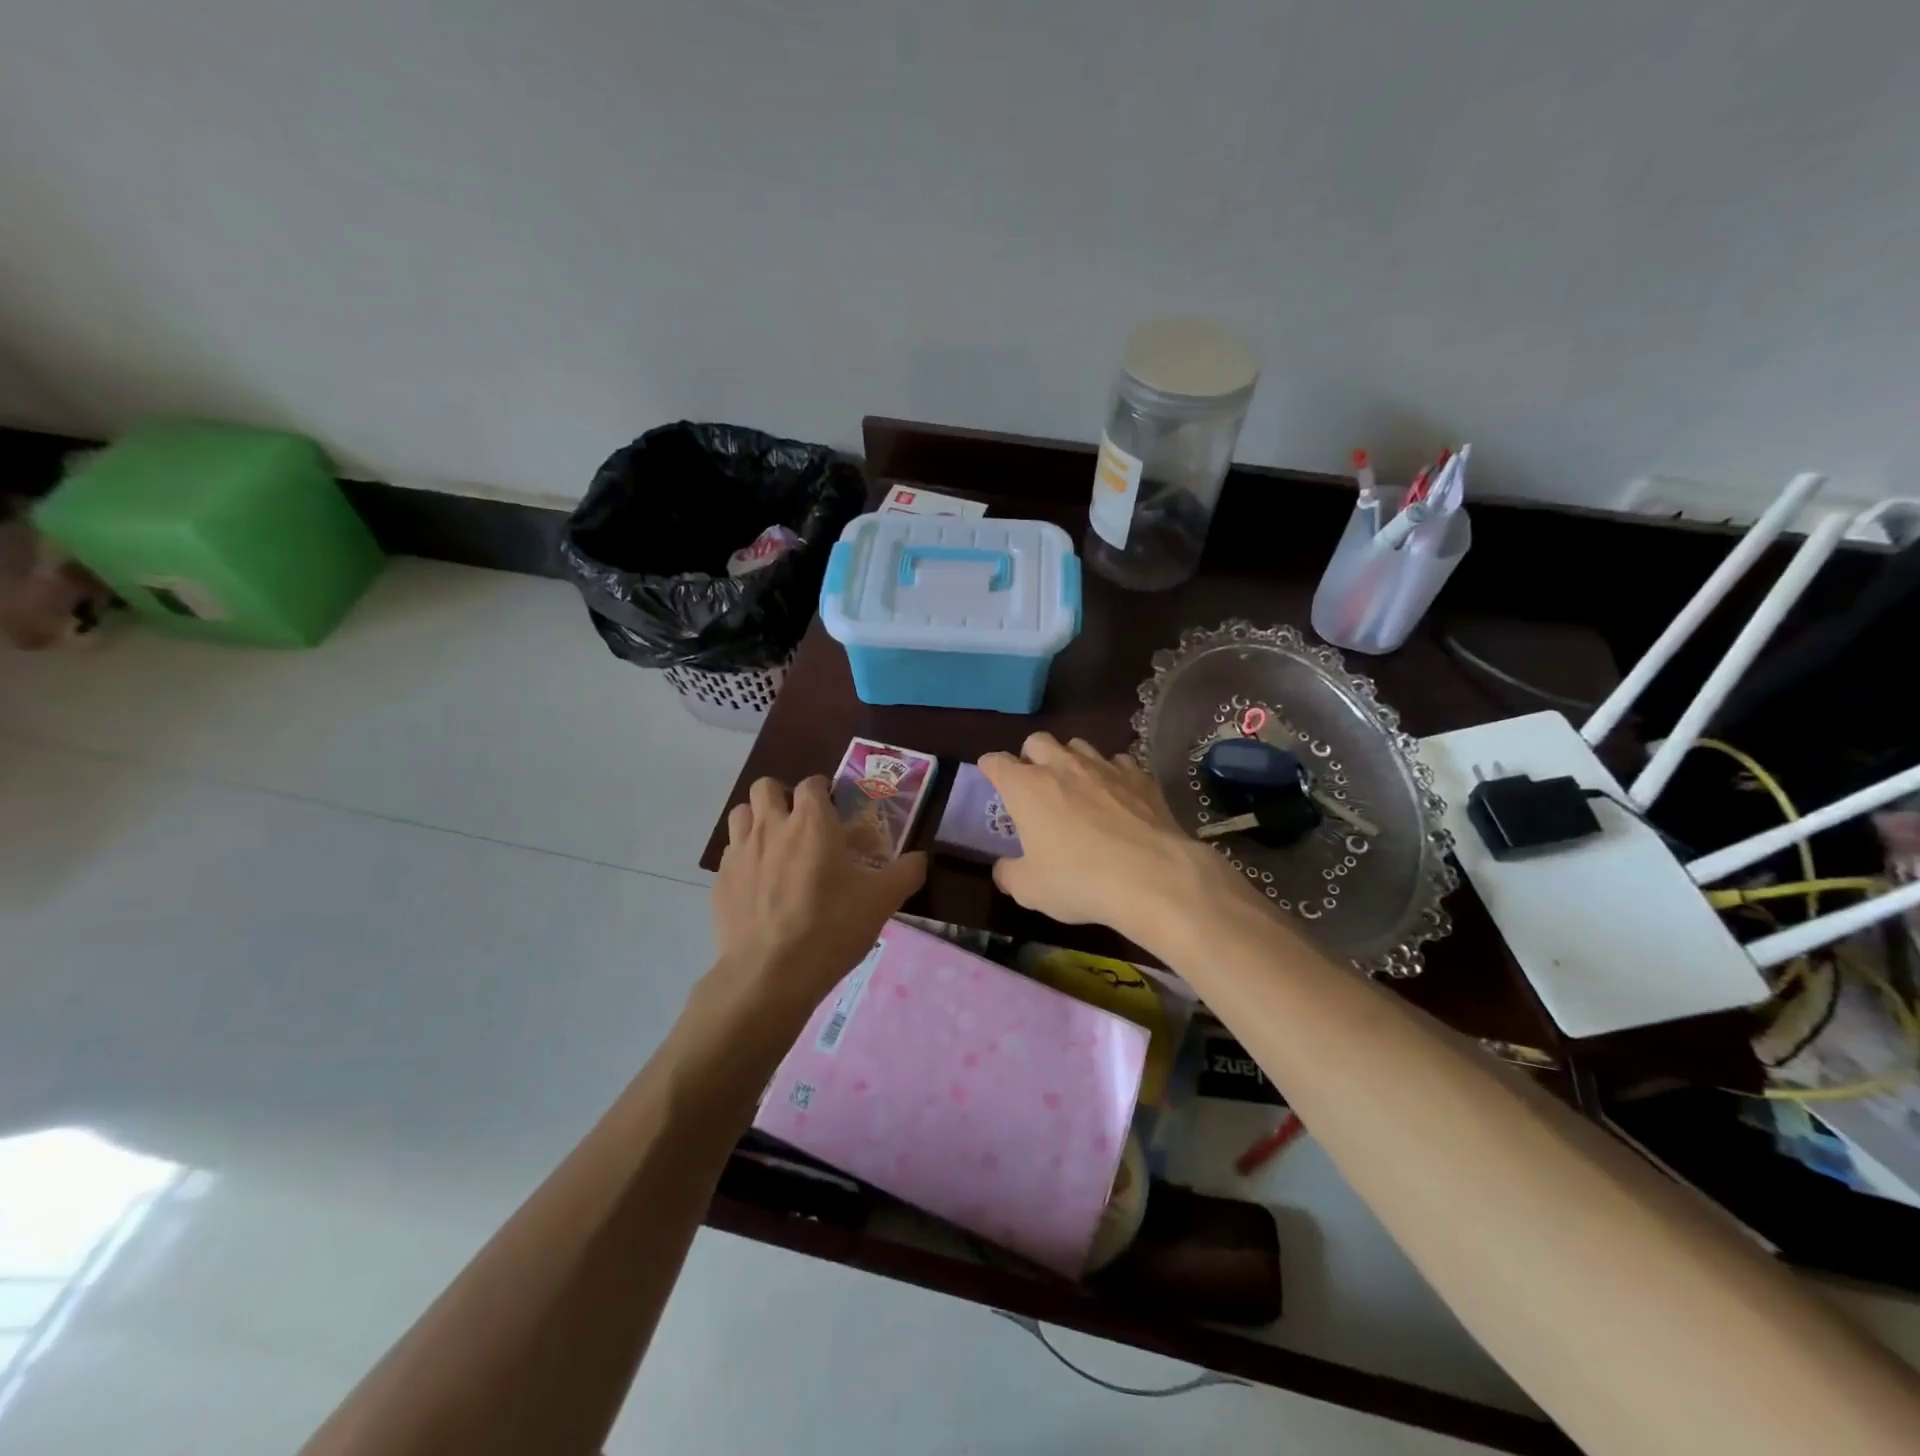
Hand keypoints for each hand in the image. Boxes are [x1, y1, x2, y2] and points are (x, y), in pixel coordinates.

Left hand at [711, 776, 926, 1015]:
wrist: (770, 974)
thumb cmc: (831, 928)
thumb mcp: (882, 901)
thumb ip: (906, 872)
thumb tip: (920, 858)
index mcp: (811, 822)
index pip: (812, 784)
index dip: (822, 791)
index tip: (834, 810)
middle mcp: (771, 826)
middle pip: (766, 787)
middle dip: (782, 796)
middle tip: (800, 824)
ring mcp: (740, 852)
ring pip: (741, 814)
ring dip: (757, 820)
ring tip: (775, 847)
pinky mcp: (720, 881)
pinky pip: (729, 854)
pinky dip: (743, 859)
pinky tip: (758, 885)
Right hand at [979, 733, 1236, 943]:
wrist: (1154, 877)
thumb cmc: (1080, 881)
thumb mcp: (1030, 889)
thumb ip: (1009, 873)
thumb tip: (1004, 867)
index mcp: (1026, 787)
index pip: (996, 762)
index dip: (989, 768)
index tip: (990, 778)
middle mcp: (1062, 766)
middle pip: (1037, 741)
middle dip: (1029, 756)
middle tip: (1033, 784)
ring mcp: (1104, 767)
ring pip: (1078, 744)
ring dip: (1069, 759)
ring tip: (1075, 785)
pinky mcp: (1139, 776)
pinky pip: (1118, 761)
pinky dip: (1110, 773)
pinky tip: (1115, 794)